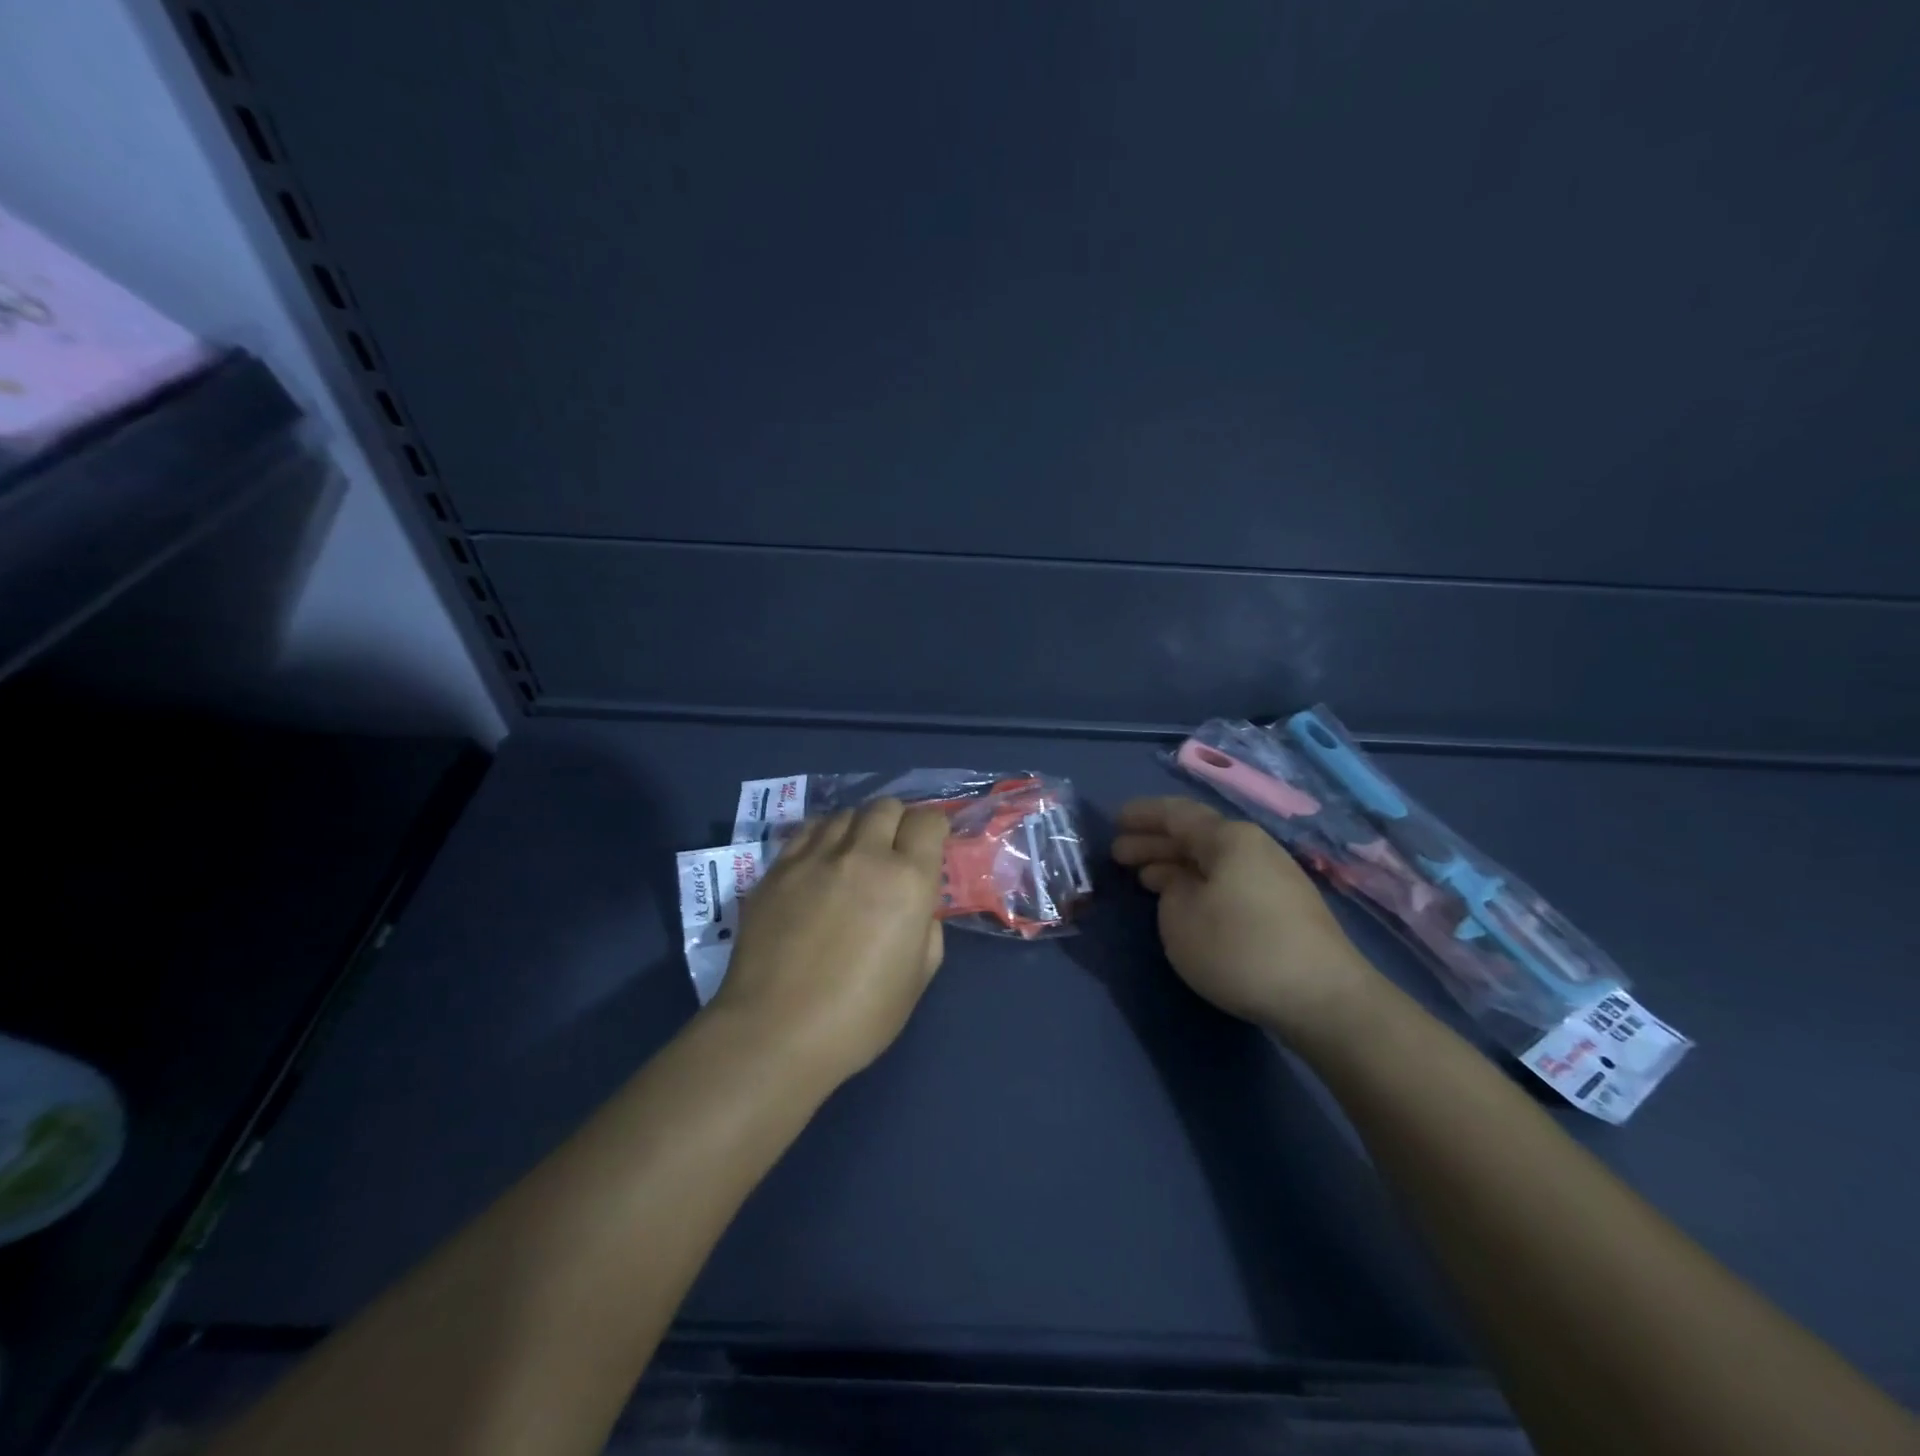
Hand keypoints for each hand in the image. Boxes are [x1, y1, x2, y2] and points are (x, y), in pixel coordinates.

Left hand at [711, 799, 949, 1085]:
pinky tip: (820, 863)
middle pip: (886, 806)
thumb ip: (927, 929)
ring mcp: (814, 856)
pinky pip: (808, 830)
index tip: (931, 847)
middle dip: (897, 822)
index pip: (929, 820)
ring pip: (845, 814)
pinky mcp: (777, 867)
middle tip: (894, 852)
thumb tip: (918, 908)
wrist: (775, 1032)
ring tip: (854, 857)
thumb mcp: (917, 978)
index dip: (935, 828)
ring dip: (858, 829)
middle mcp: (863, 854)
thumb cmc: (859, 1016)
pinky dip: (823, 837)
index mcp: (907, 880)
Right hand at [1111, 797, 1381, 1038]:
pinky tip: (1185, 904)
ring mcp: (1274, 877)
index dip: (1142, 815)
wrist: (1322, 998)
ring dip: (1175, 866)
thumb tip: (1182, 884)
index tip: (1114, 821)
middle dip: (1154, 843)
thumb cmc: (1240, 948)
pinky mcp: (1284, 908)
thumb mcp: (1180, 917)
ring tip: (1144, 878)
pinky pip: (1228, 882)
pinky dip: (1199, 885)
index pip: (1176, 813)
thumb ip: (1170, 890)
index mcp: (1228, 838)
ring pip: (1212, 861)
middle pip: (1195, 836)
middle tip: (1118, 854)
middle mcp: (1254, 847)